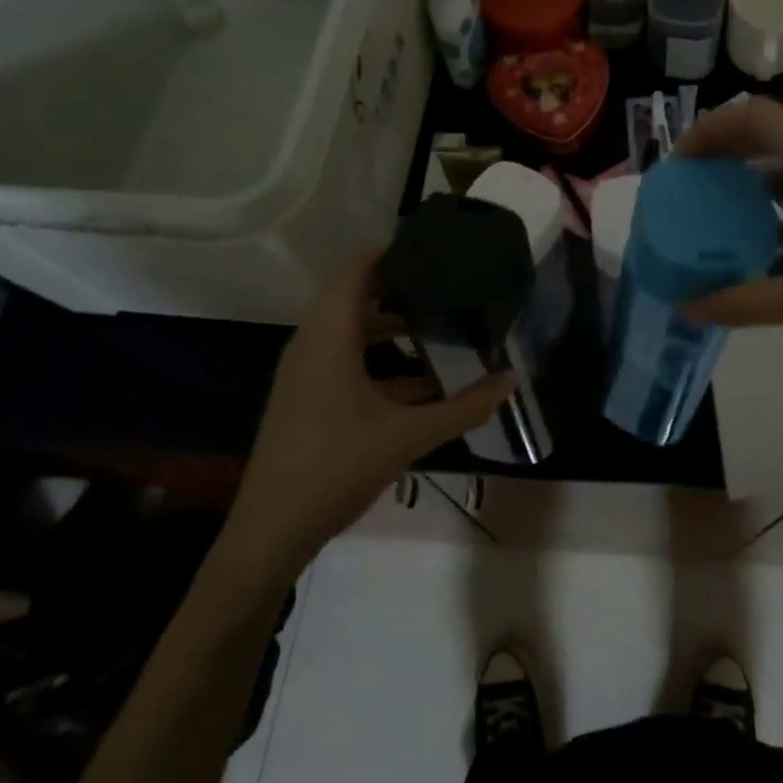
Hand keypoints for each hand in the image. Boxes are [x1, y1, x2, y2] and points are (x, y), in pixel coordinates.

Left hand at [226, 254, 518, 559]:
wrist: (270, 531)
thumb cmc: (336, 467)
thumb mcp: (407, 436)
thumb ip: (463, 407)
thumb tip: (512, 380)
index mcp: (329, 336)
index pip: (358, 269)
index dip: (393, 253)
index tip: (436, 251)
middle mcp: (312, 342)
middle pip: (356, 295)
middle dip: (402, 288)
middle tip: (448, 285)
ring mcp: (306, 371)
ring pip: (352, 330)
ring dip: (393, 326)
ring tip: (441, 326)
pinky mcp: (307, 395)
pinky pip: (346, 358)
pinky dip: (380, 359)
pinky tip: (422, 382)